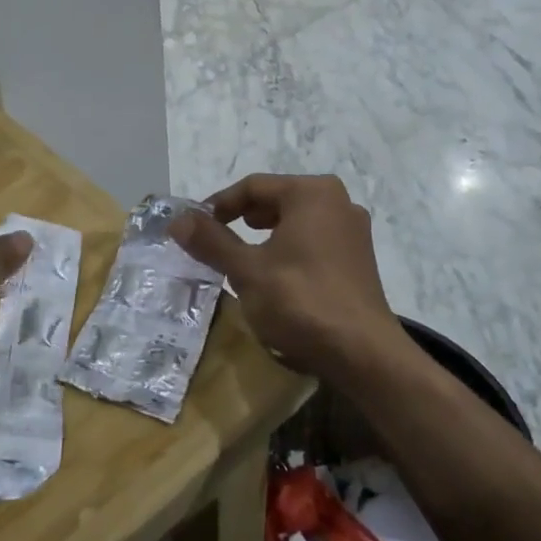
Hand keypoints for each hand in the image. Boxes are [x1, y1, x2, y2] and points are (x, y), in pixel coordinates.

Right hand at [171, 174, 401, 378]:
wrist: (363, 354)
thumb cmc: (300, 302)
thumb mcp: (246, 270)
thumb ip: (211, 241)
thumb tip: (177, 219)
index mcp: (312, 193)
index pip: (253, 186)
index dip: (219, 205)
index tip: (195, 228)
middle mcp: (338, 202)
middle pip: (277, 199)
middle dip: (242, 217)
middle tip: (217, 239)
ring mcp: (353, 231)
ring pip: (297, 220)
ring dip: (266, 234)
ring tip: (243, 254)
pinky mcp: (359, 259)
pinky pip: (315, 240)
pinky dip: (289, 248)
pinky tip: (276, 274)